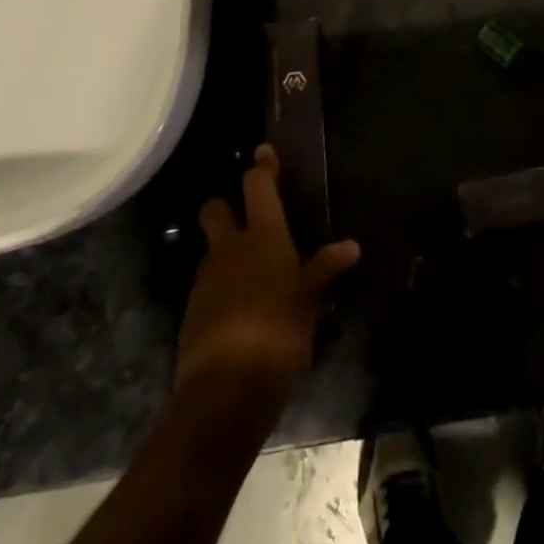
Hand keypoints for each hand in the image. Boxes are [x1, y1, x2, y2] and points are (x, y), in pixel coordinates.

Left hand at [174, 146, 360, 409]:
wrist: (226, 391)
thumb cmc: (279, 332)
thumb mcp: (310, 301)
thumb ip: (325, 269)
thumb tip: (351, 246)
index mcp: (263, 237)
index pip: (258, 187)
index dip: (262, 168)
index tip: (263, 151)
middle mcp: (230, 249)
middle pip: (215, 209)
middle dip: (225, 205)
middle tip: (243, 214)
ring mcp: (206, 281)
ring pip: (210, 249)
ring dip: (224, 250)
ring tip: (249, 269)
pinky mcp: (192, 313)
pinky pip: (208, 285)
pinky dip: (221, 286)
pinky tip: (240, 306)